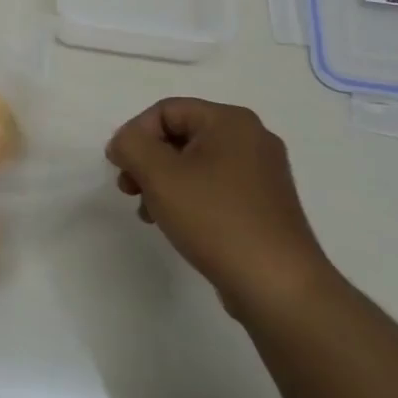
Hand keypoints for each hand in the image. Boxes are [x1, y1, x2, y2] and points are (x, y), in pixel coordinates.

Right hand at [106, 98, 331, 321]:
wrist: (278, 287)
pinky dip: (188, 198)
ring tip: (148, 212)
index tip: (119, 168)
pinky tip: (174, 224)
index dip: (135, 134)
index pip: (166, 110)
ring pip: (196, 164)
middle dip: (148, 160)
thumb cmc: (216, 219)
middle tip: (129, 189)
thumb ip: (131, 145)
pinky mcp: (264, 206)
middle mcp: (252, 139)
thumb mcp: (159, 175)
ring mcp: (262, 174)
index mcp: (231, 121)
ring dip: (164, 182)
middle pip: (181, 135)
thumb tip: (125, 142)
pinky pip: (215, 187)